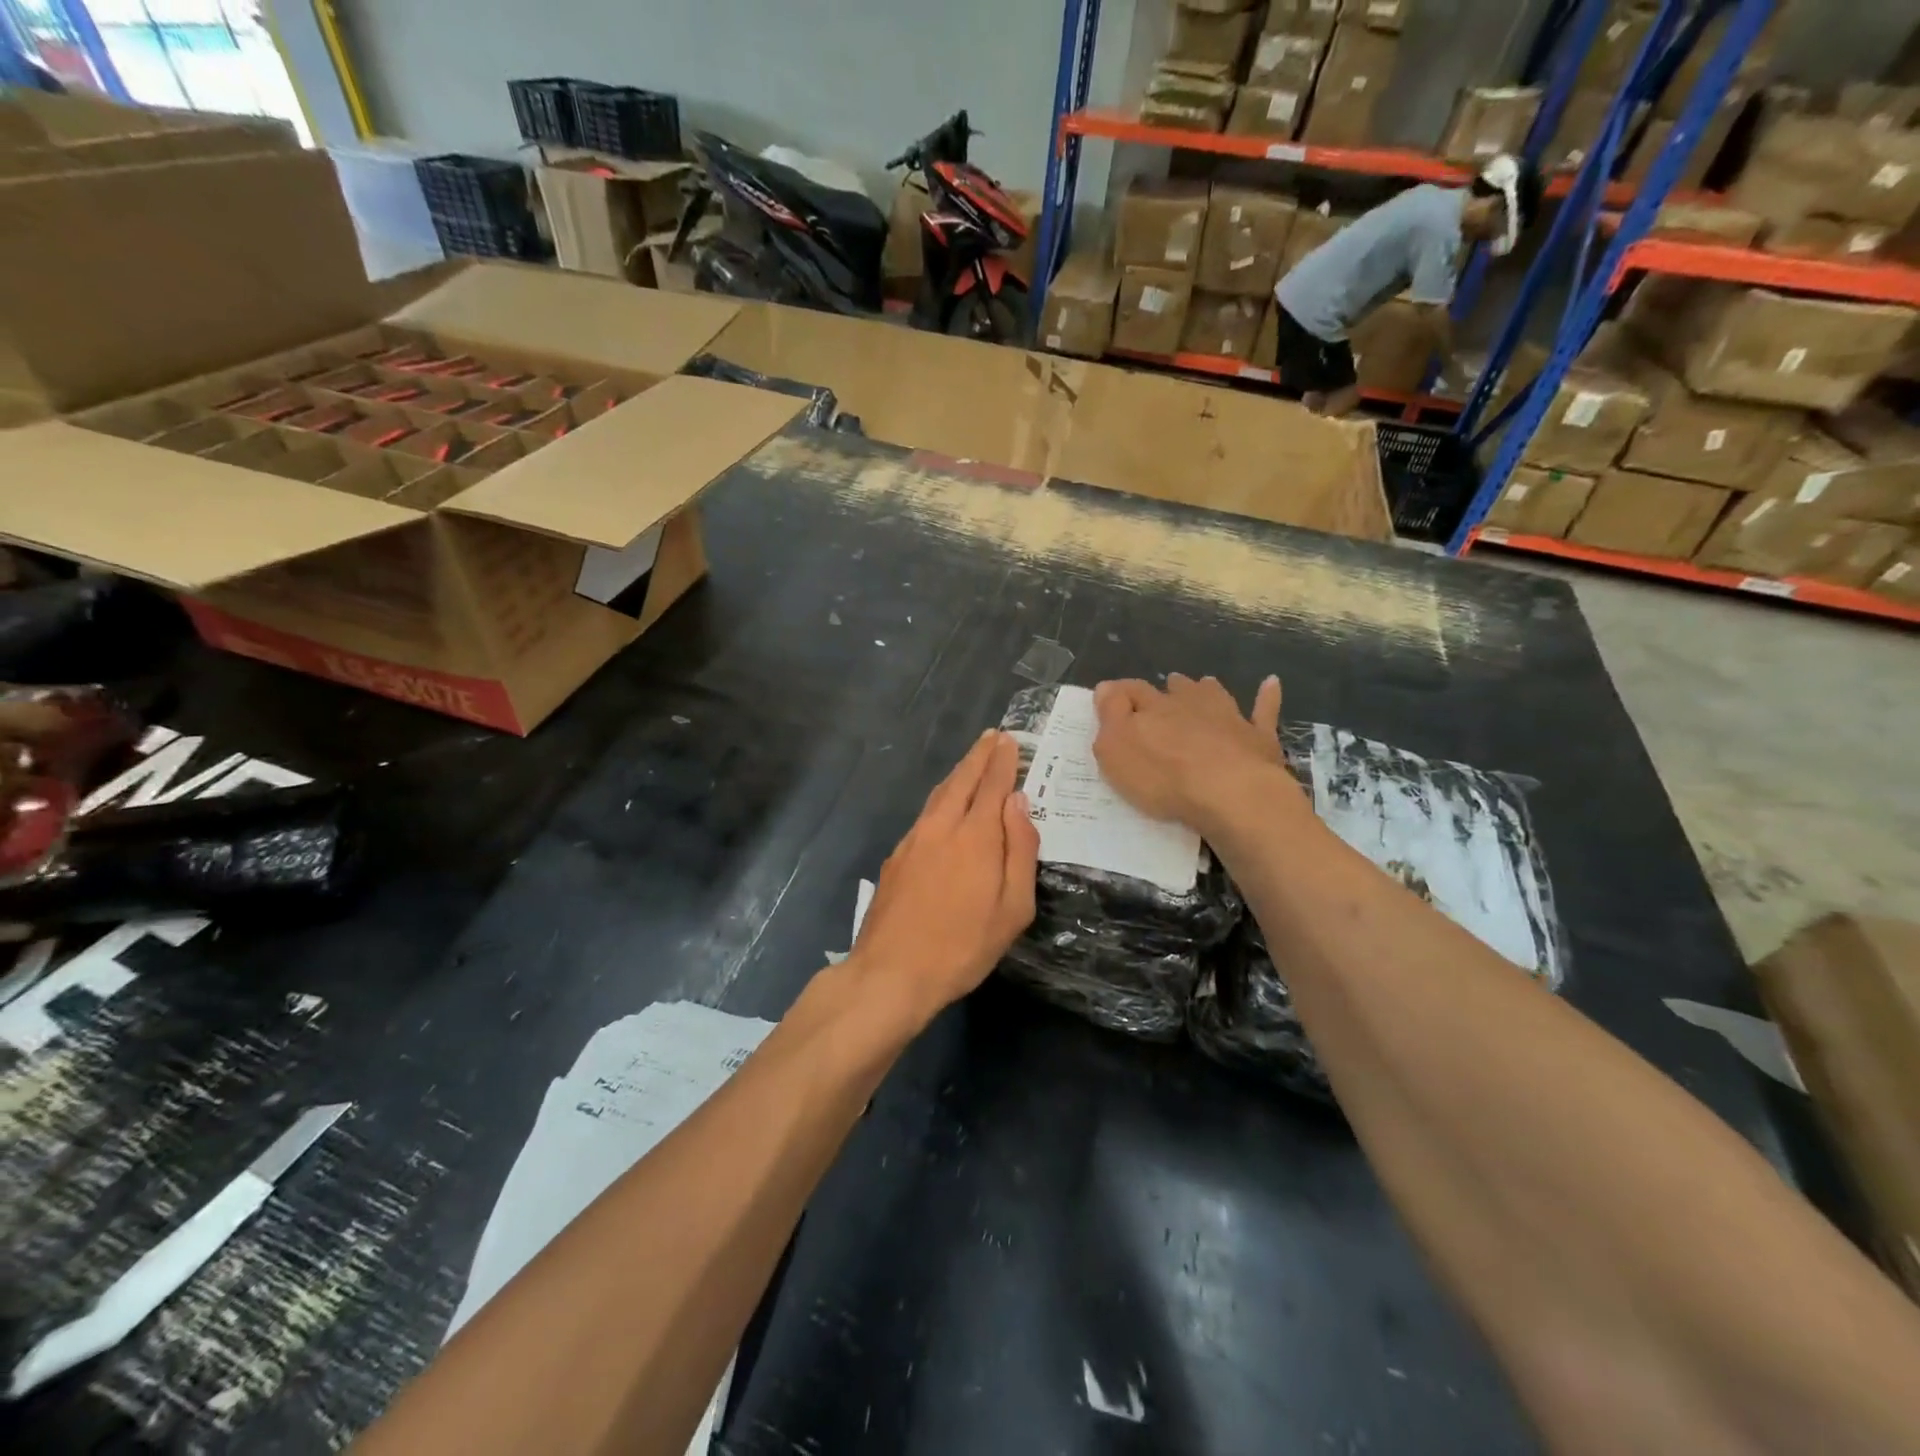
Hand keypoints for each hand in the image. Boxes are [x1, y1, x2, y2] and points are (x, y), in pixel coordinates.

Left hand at [852, 730, 1038, 1030]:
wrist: (891, 972)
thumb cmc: (963, 947)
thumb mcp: (1012, 909)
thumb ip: (1020, 851)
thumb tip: (1019, 804)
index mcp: (976, 836)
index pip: (993, 785)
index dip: (1003, 761)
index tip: (1010, 740)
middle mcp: (942, 827)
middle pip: (962, 780)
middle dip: (979, 756)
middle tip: (993, 736)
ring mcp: (914, 840)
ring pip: (940, 793)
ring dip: (958, 772)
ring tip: (972, 761)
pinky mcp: (896, 856)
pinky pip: (925, 812)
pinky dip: (941, 796)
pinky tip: (944, 803)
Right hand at [1092, 674, 1290, 831]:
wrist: (1231, 793)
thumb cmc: (1164, 777)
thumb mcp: (1116, 750)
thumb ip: (1110, 715)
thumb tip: (1106, 687)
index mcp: (1153, 708)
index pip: (1131, 691)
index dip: (1120, 694)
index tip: (1112, 697)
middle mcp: (1190, 704)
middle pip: (1176, 689)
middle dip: (1168, 689)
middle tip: (1164, 692)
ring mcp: (1228, 716)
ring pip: (1214, 693)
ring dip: (1206, 688)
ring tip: (1203, 684)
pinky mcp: (1259, 736)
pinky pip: (1263, 709)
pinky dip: (1266, 695)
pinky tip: (1271, 683)